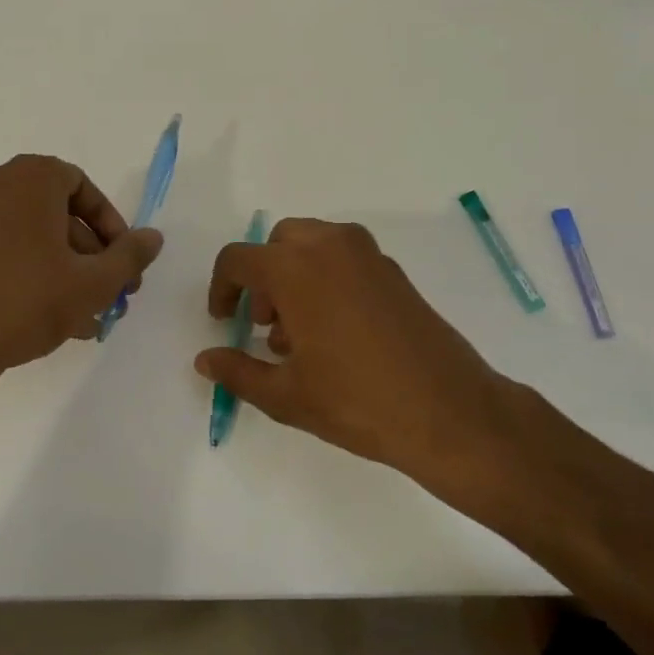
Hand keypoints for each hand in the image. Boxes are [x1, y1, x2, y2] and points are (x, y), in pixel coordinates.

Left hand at [0, 154, 163, 382]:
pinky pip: (2, 248)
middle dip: (90, 255)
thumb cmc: (24, 302)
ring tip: (85, 318)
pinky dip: (29, 272)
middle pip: (57, 212)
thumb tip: (154, 237)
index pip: (83, 188)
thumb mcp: (92, 282)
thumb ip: (129, 256)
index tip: (123, 264)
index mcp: (30, 177)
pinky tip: (49, 317)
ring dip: (64, 270)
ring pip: (30, 235)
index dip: (111, 226)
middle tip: (109, 295)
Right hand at [196, 219, 516, 478]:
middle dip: (262, 278)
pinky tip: (334, 333)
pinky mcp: (394, 272)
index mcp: (295, 268)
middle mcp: (330, 246)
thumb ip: (237, 371)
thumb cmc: (357, 401)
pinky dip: (325, 278)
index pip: (238, 259)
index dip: (221, 288)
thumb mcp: (285, 395)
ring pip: (313, 246)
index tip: (222, 320)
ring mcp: (368, 255)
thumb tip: (204, 359)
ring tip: (298, 336)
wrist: (449, 411)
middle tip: (263, 324)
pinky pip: (344, 258)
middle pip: (277, 243)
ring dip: (294, 276)